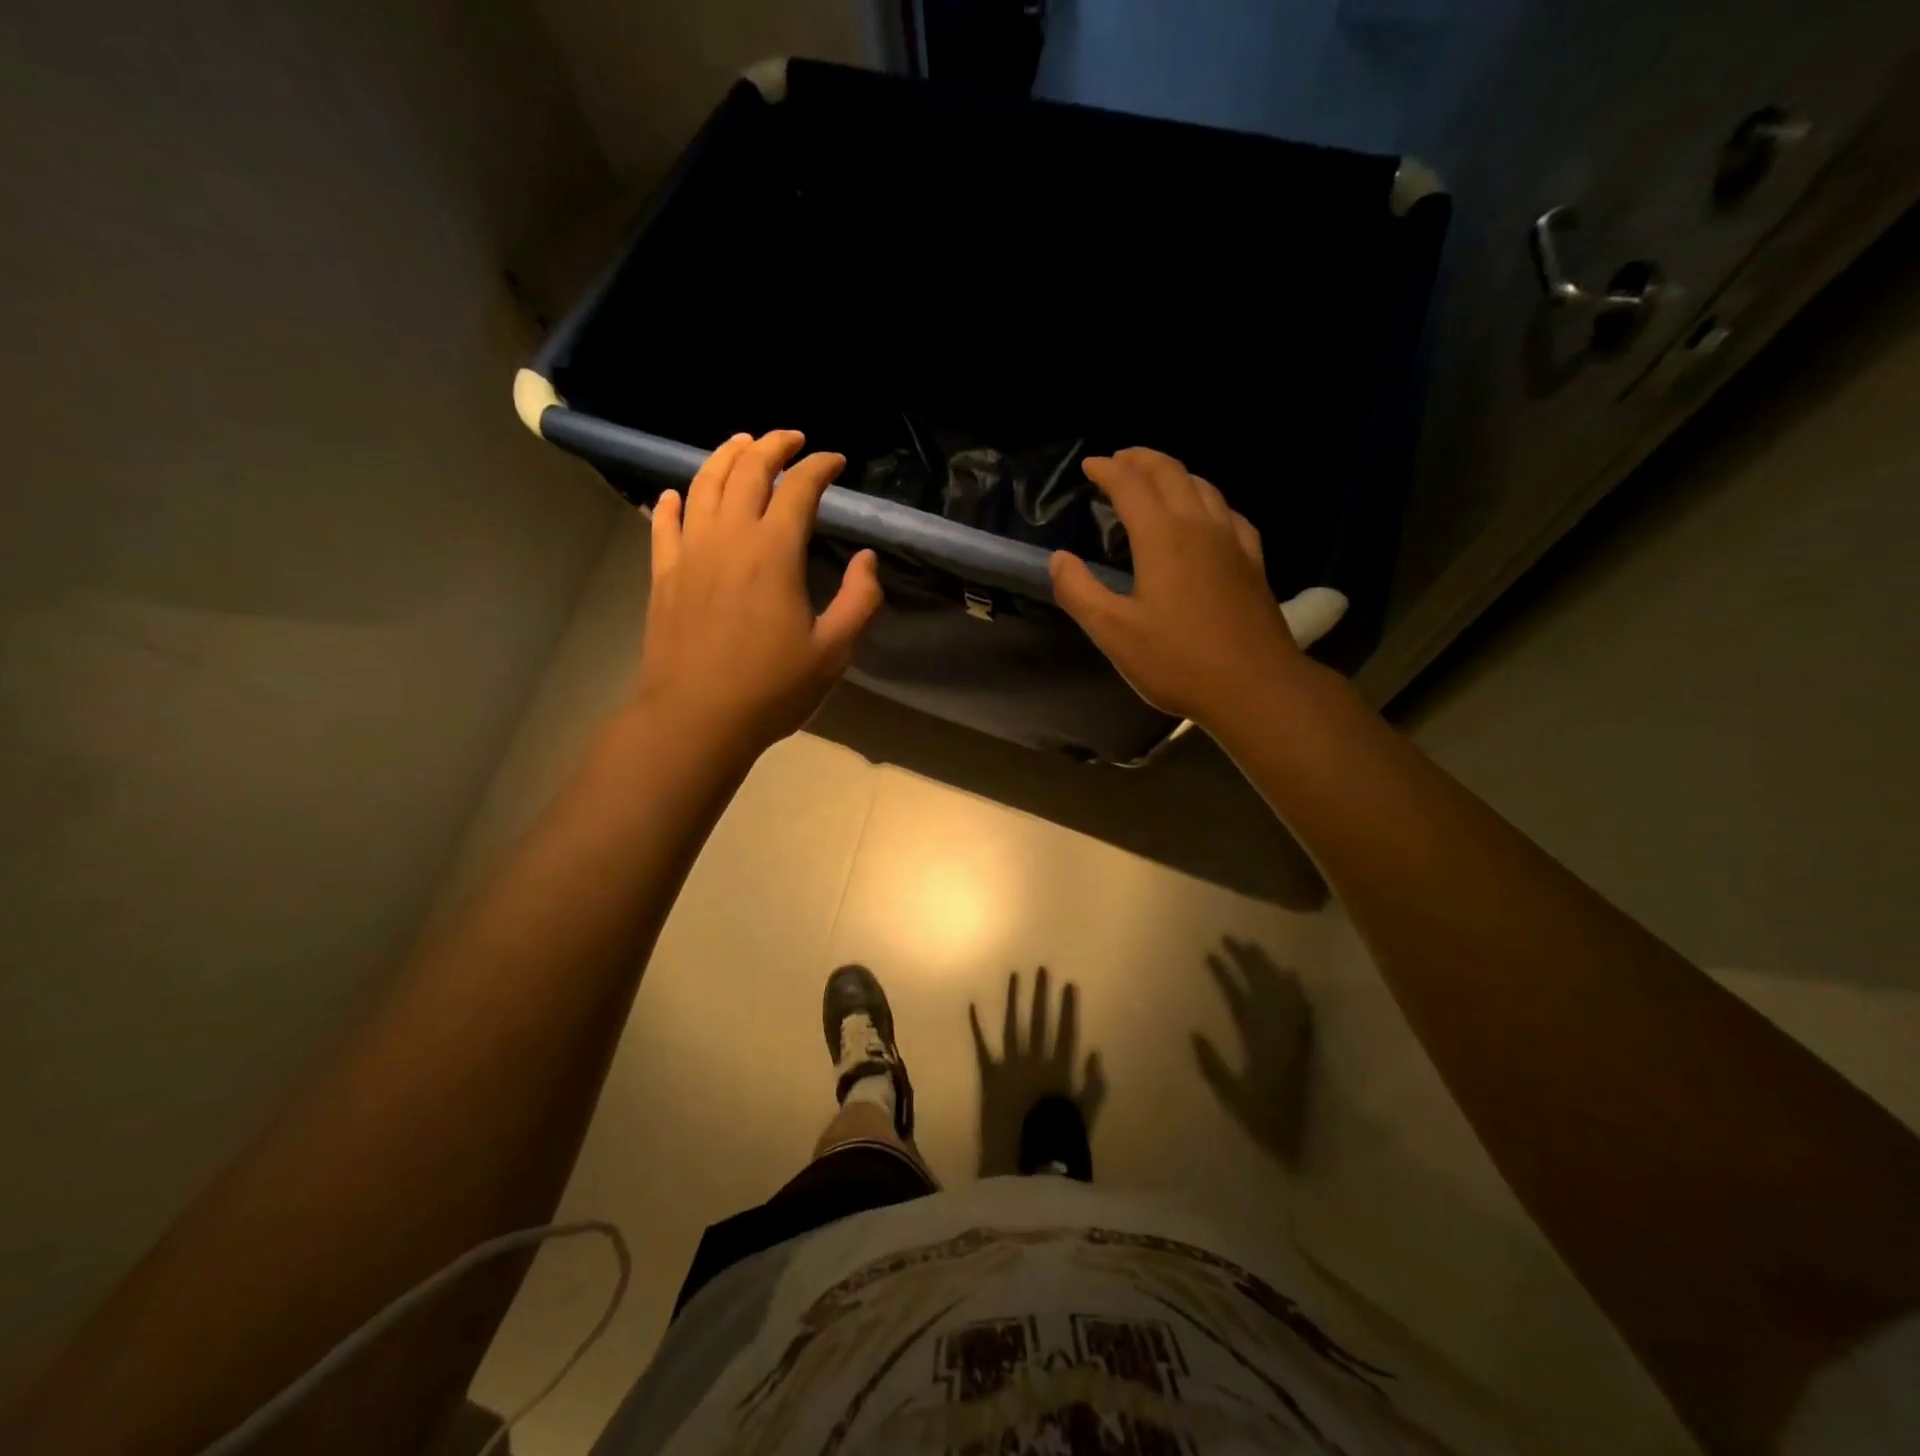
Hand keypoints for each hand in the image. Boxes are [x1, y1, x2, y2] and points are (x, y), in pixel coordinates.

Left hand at [633, 431, 882, 754]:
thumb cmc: (771, 689)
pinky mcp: (664, 574)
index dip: (819, 467)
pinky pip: (664, 523)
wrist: (695, 719)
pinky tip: (678, 494)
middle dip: (772, 446)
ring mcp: (690, 552)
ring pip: (703, 484)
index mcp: (774, 552)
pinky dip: (674, 501)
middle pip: (747, 471)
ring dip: (724, 457)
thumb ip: (859, 600)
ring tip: (741, 444)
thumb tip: (867, 559)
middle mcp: (729, 538)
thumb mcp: (833, 652)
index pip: (798, 489)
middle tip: (791, 438)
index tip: (835, 461)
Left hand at [970, 968, 1107, 1177]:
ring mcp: (1009, 1066)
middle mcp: (1033, 1061)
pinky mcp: (988, 1076)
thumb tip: (1095, 1052)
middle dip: (1040, 995)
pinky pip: (981, 1046)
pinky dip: (976, 1026)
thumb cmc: (1056, 1145)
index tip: (1068, 984)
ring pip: (1012, 1025)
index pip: (1065, 1032)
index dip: (1067, 1008)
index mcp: (1058, 1071)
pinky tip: (972, 1005)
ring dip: (1013, 1000)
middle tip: (1041, 969)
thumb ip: (1092, 1085)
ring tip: (1014, 975)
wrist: (1020, 1166)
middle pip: (1039, 1022)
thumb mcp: (1083, 1117)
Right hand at [1048, 448, 1304, 729]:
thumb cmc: (1177, 661)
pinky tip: (1206, 515)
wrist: (1255, 686)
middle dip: (1141, 460)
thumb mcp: (1113, 633)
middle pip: (1171, 473)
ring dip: (1174, 473)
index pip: (1131, 485)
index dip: (1107, 470)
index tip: (1089, 466)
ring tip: (1155, 478)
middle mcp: (1200, 526)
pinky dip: (1207, 499)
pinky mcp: (1253, 562)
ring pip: (1203, 487)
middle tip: (1118, 460)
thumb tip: (1059, 558)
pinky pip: (1228, 512)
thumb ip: (1079, 591)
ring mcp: (1232, 541)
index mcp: (1162, 537)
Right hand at [1192, 937, 1312, 1168]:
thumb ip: (1212, 1065)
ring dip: (1266, 968)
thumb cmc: (1264, 1121)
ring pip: (1280, 991)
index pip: (1237, 996)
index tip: (1209, 953)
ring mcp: (1293, 1035)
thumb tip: (1193, 1032)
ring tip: (1253, 947)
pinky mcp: (1305, 1044)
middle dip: (1244, 959)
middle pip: (1260, 985)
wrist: (1306, 1144)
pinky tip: (1291, 974)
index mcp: (1255, 1039)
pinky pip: (1301, 1007)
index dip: (1224, 973)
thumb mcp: (1231, 1095)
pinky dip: (1295, 989)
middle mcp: (1276, 1030)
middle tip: (1229, 937)